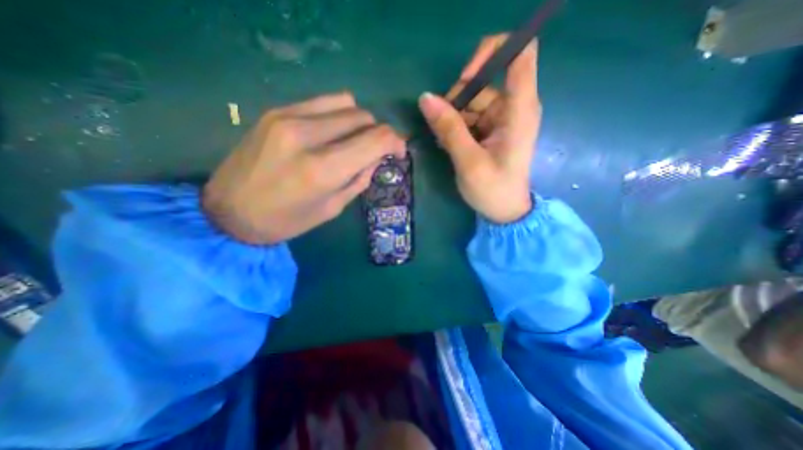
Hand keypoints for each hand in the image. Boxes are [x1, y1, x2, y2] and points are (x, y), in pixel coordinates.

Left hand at [205, 92, 404, 243]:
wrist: (228, 211)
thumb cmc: (286, 220)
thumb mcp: (332, 208)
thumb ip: (359, 179)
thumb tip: (377, 158)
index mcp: (324, 169)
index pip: (376, 139)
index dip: (396, 142)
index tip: (399, 151)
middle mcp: (308, 136)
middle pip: (364, 117)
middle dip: (377, 133)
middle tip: (374, 151)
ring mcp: (288, 117)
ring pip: (346, 104)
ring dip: (359, 122)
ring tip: (353, 141)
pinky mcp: (276, 111)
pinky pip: (323, 102)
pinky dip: (338, 115)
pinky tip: (332, 132)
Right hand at [420, 34, 538, 225]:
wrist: (505, 212)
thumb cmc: (493, 189)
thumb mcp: (469, 161)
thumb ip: (449, 128)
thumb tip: (425, 98)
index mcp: (519, 110)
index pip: (519, 53)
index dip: (490, 53)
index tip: (464, 77)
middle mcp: (513, 107)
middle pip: (483, 81)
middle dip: (457, 100)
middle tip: (443, 128)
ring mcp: (502, 118)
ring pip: (471, 101)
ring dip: (453, 118)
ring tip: (445, 143)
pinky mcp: (492, 129)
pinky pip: (470, 116)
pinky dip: (456, 127)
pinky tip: (450, 145)